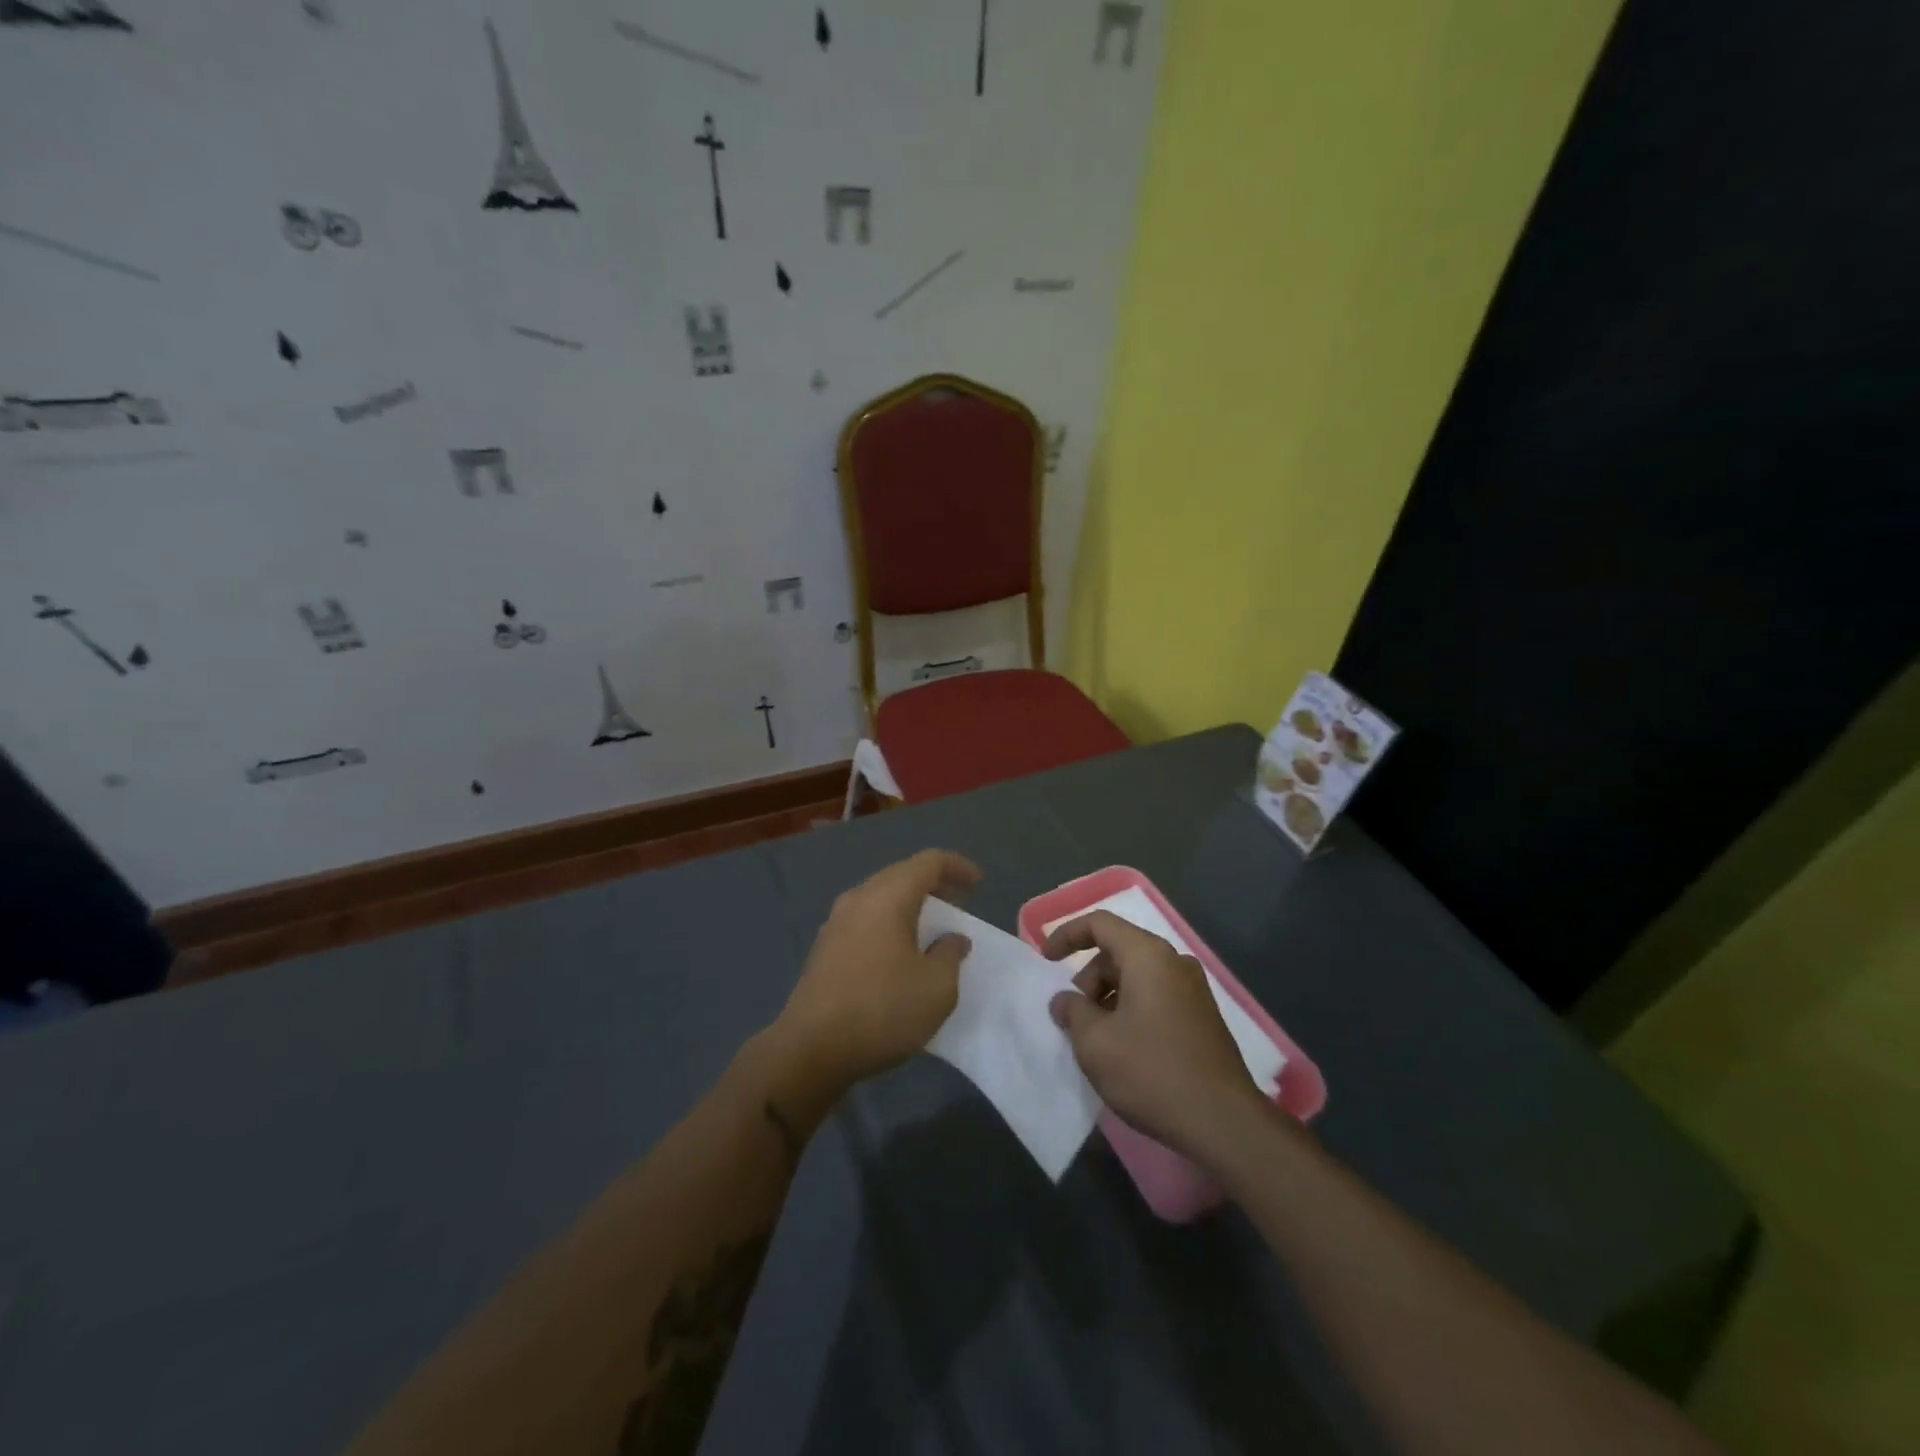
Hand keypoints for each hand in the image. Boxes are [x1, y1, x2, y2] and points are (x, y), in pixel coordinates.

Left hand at [771, 850, 980, 1099]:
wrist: (810, 1050)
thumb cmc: (882, 1011)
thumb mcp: (936, 988)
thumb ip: (950, 954)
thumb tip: (951, 939)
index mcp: (887, 898)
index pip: (927, 862)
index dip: (956, 867)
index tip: (978, 883)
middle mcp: (858, 899)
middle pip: (901, 874)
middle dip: (933, 883)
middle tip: (959, 900)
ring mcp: (835, 923)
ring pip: (880, 896)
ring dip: (909, 903)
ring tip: (933, 924)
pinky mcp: (824, 948)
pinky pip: (865, 918)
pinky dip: (889, 921)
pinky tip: (900, 949)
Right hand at [1043, 911, 1266, 1156]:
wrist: (1224, 1122)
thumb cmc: (1151, 1071)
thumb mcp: (1095, 1042)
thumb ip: (1072, 1011)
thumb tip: (1066, 1001)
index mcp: (1148, 956)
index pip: (1100, 923)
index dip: (1067, 935)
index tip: (1046, 961)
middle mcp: (1174, 963)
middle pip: (1119, 951)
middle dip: (1088, 978)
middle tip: (1074, 1018)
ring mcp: (1194, 990)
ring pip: (1137, 977)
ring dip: (1108, 998)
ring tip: (1096, 1039)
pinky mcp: (1202, 1018)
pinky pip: (1156, 998)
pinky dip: (1131, 1010)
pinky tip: (1123, 1050)